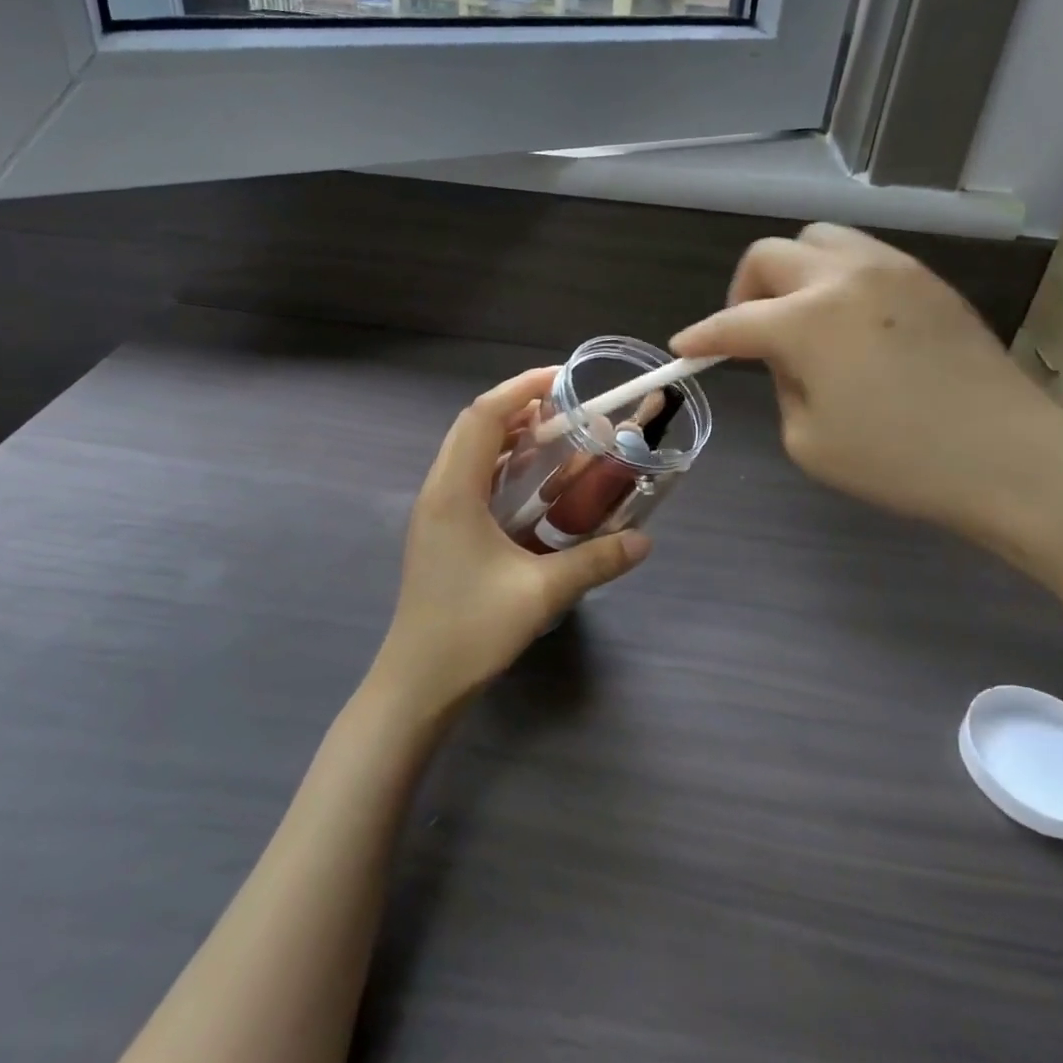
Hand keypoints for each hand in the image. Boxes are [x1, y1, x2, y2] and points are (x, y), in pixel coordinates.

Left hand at [372, 367, 650, 713]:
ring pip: (470, 452)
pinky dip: (502, 466)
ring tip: (556, 438)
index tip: (562, 378)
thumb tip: (645, 541)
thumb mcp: (541, 593)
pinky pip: (470, 479)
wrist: (417, 683)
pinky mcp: (439, 531)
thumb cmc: (470, 631)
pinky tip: (534, 486)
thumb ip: (595, 562)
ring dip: (510, 437)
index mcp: (454, 492)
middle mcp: (438, 491)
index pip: (484, 417)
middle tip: (566, 410)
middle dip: (518, 407)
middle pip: (474, 427)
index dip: (521, 388)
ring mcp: (435, 512)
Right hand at [671, 224, 1062, 563]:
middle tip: (750, 333)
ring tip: (801, 317)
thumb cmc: (898, 462)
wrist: (1009, 457)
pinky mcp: (926, 278)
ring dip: (792, 273)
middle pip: (769, 256)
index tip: (683, 349)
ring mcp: (891, 269)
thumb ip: (782, 384)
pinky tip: (849, 320)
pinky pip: (862, 256)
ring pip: (818, 239)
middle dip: (744, 292)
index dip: (701, 337)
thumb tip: (785, 355)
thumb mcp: (809, 439)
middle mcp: (844, 277)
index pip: (734, 323)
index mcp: (807, 322)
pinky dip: (835, 277)